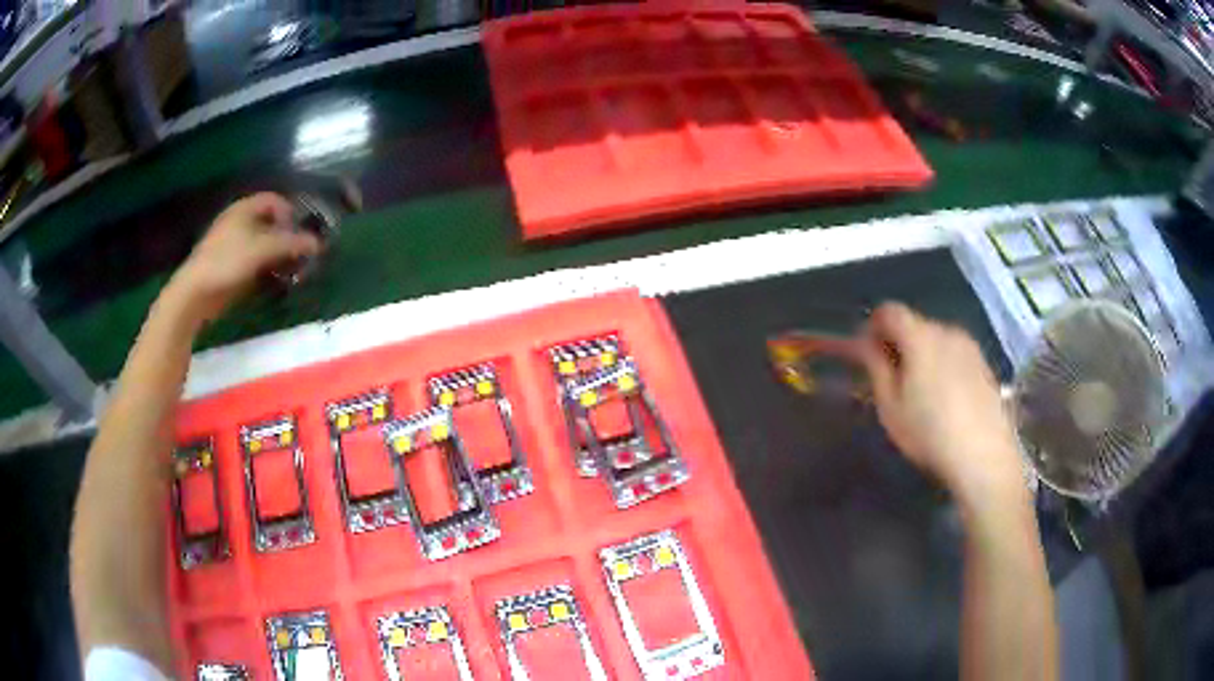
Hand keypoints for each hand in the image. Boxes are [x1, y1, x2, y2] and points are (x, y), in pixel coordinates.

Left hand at [165, 193, 320, 321]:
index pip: (275, 200)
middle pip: (271, 223)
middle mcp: (239, 221)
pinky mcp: (230, 266)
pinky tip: (273, 280)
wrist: (196, 292)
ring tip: (290, 270)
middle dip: (287, 237)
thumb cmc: (227, 261)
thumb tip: (318, 243)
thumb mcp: (262, 249)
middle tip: (299, 254)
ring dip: (279, 255)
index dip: (290, 213)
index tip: (300, 233)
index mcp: (244, 209)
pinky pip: (255, 261)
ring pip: (263, 244)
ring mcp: (233, 245)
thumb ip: (291, 243)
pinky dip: (267, 268)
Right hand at [858, 303, 1025, 509]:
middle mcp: (946, 330)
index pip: (889, 311)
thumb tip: (865, 343)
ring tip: (918, 393)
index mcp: (920, 336)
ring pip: (936, 340)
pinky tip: (944, 399)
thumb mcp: (891, 407)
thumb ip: (876, 367)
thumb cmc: (930, 433)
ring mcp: (969, 346)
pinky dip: (942, 365)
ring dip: (922, 355)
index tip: (865, 352)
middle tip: (889, 378)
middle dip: (897, 343)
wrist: (985, 456)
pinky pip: (954, 354)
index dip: (872, 325)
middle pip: (914, 324)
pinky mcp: (984, 364)